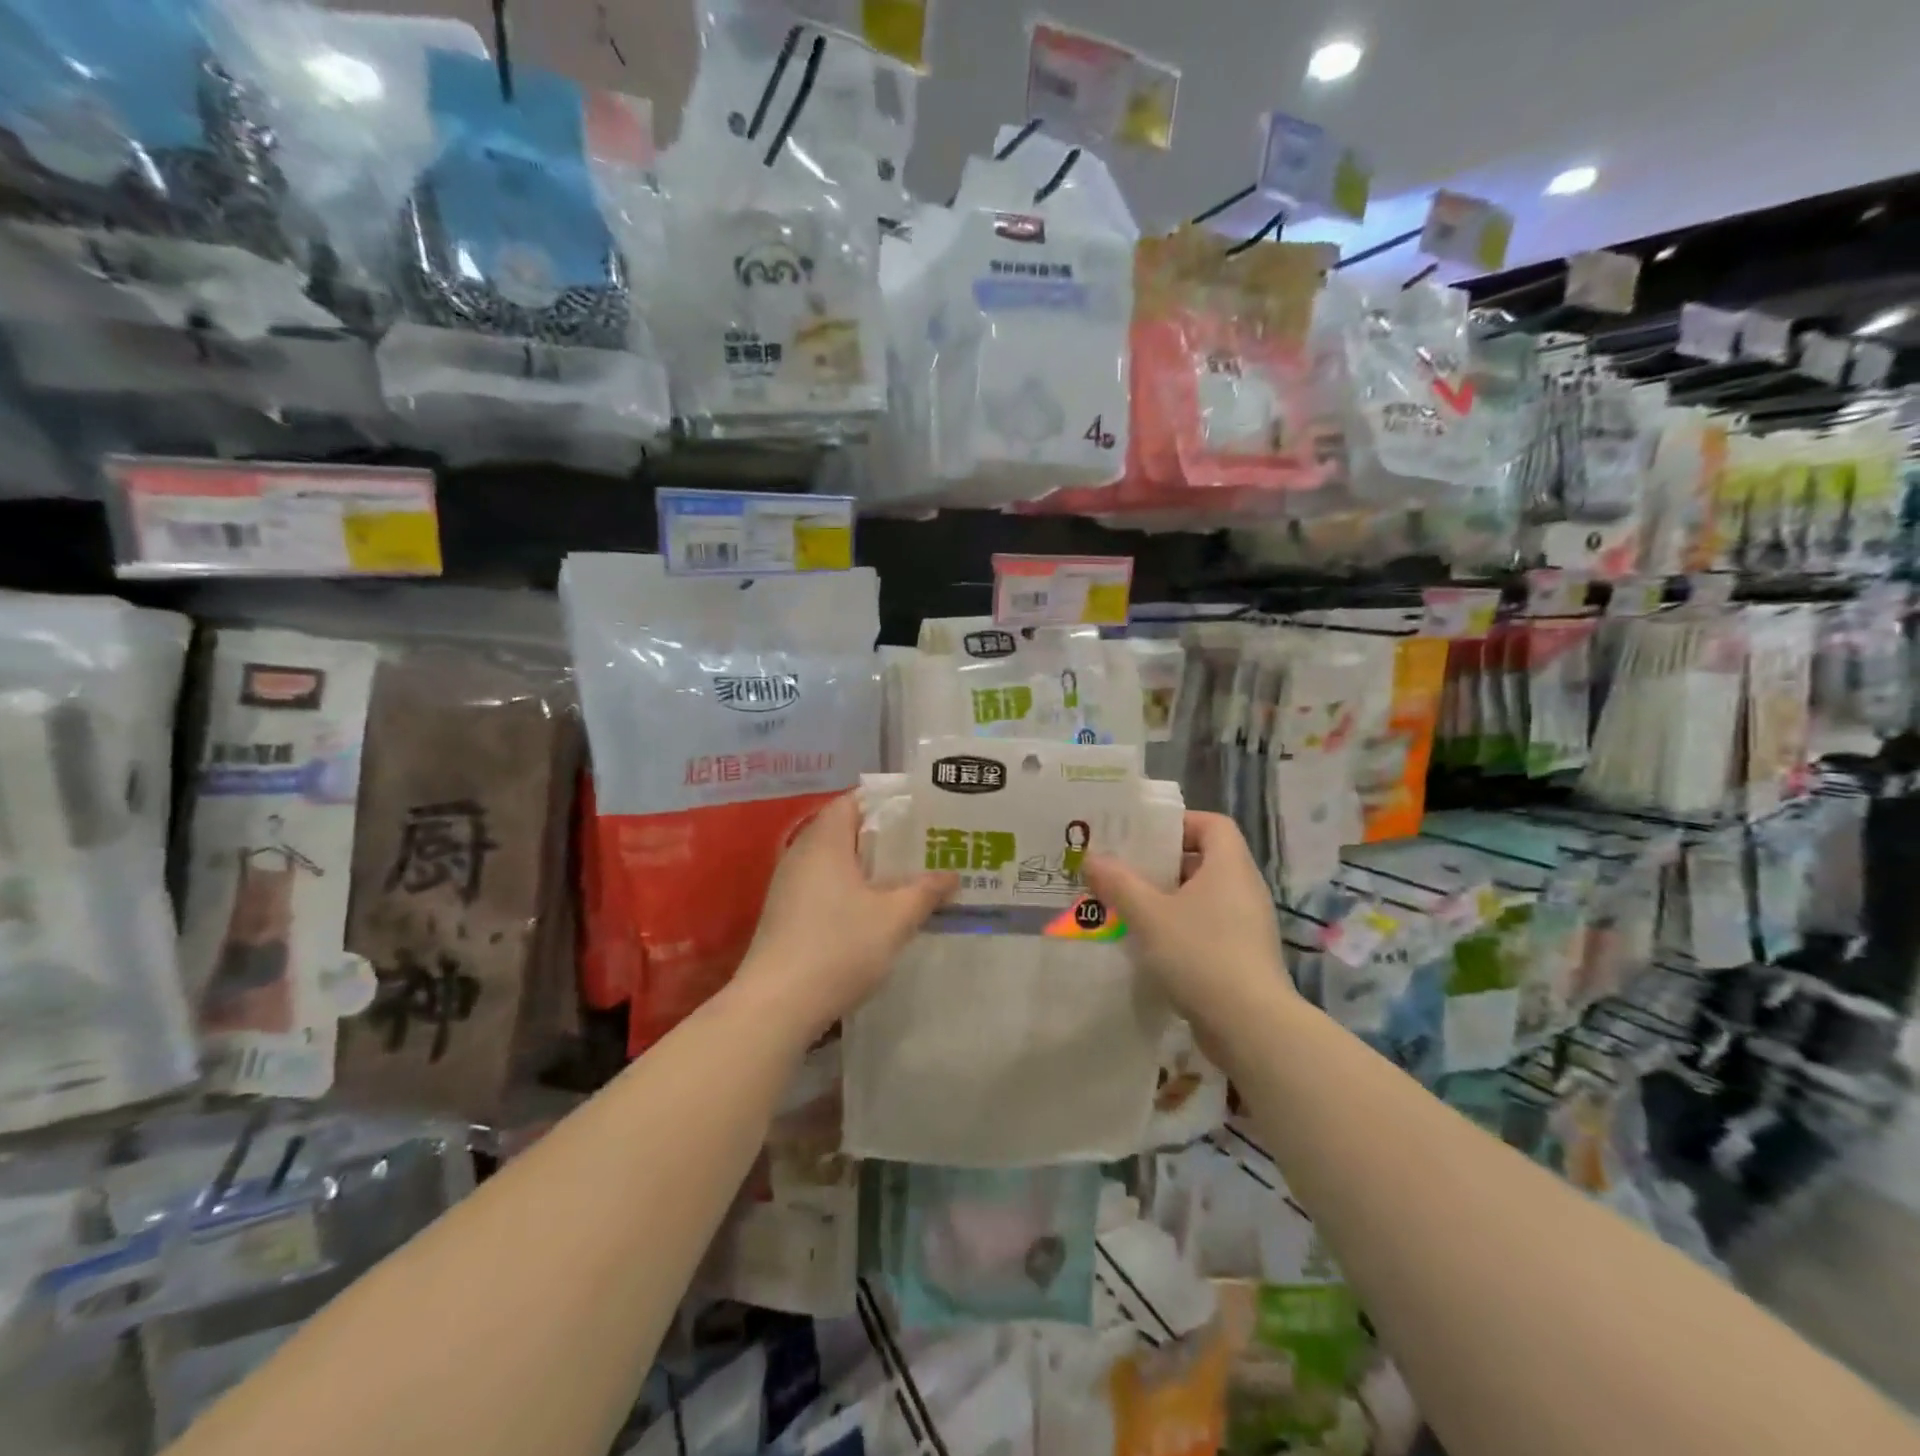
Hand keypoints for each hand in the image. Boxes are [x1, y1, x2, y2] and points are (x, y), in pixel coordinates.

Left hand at [735, 792, 956, 1038]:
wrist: (776, 1005)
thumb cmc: (839, 947)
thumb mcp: (895, 918)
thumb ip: (925, 891)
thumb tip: (951, 875)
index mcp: (825, 841)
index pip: (853, 801)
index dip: (886, 804)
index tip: (919, 815)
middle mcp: (801, 854)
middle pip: (844, 831)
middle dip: (883, 838)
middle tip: (922, 848)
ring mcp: (788, 886)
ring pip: (834, 862)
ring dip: (867, 868)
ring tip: (905, 879)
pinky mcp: (785, 915)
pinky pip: (823, 887)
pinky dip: (850, 890)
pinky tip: (874, 913)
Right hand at [1083, 811, 1291, 1033]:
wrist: (1250, 1026)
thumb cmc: (1200, 953)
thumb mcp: (1148, 914)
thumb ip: (1118, 882)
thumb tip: (1092, 858)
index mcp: (1229, 866)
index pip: (1212, 824)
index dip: (1179, 823)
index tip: (1144, 837)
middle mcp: (1244, 889)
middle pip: (1204, 860)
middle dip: (1162, 864)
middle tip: (1123, 871)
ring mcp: (1247, 926)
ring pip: (1202, 898)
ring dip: (1166, 900)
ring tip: (1127, 908)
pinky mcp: (1243, 957)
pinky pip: (1208, 928)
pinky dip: (1179, 929)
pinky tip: (1149, 946)